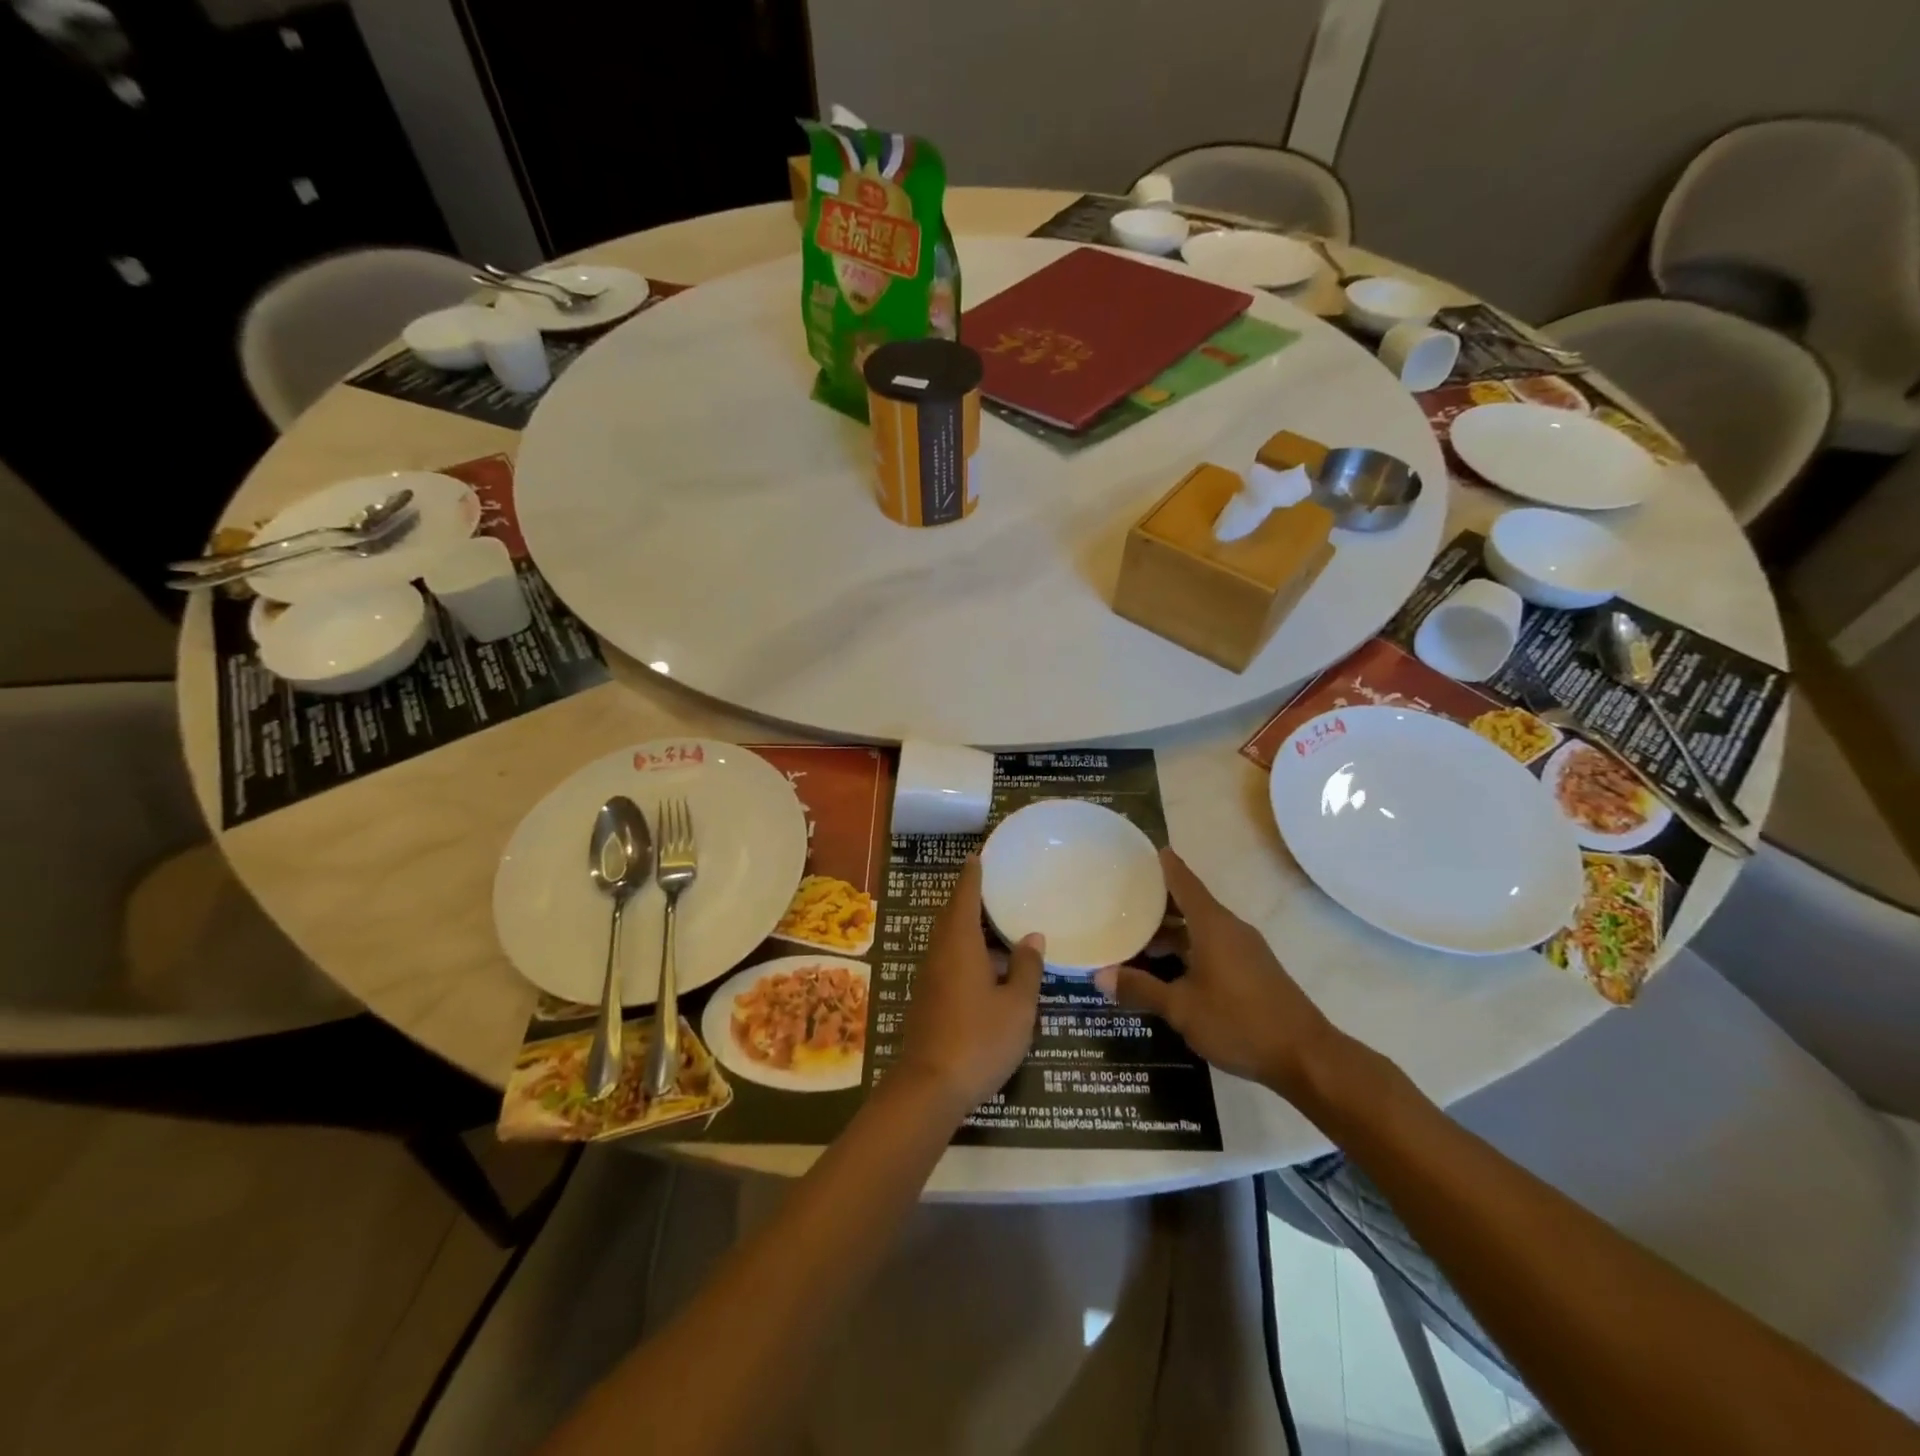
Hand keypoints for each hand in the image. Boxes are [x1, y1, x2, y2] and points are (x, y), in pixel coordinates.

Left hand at [895, 856, 1045, 1111]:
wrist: (930, 1088)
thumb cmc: (980, 1040)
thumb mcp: (1017, 1006)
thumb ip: (1026, 968)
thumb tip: (1032, 936)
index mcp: (959, 944)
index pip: (965, 897)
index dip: (972, 876)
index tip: (977, 856)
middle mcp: (939, 953)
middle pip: (952, 916)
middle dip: (969, 898)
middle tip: (991, 885)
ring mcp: (929, 977)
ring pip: (948, 939)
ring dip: (968, 927)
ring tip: (995, 924)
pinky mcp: (926, 999)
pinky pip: (946, 959)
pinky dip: (964, 951)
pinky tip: (985, 967)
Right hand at [1094, 848, 1342, 1097]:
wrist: (1306, 1057)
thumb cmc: (1239, 1022)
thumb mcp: (1181, 1008)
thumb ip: (1141, 989)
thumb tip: (1099, 975)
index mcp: (1212, 925)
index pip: (1182, 881)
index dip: (1161, 864)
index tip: (1137, 851)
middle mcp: (1229, 928)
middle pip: (1189, 903)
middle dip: (1156, 902)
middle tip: (1120, 900)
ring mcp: (1244, 949)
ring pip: (1199, 928)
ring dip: (1171, 931)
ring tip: (1136, 939)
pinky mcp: (1252, 969)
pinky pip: (1212, 945)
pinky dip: (1187, 947)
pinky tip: (1168, 969)